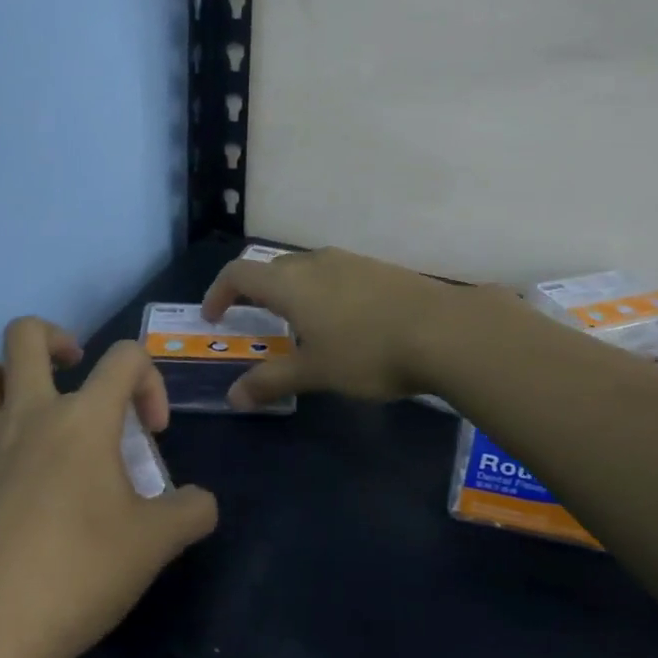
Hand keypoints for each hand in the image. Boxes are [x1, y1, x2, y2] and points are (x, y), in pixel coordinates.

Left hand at [0, 317, 218, 657]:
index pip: (124, 356)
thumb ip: (192, 512)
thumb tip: (202, 503)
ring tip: (34, 414)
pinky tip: (4, 483)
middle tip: (77, 373)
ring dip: (8, 379)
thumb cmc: (78, 574)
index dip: (149, 380)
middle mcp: (26, 414)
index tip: (152, 431)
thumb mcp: (156, 545)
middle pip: (26, 335)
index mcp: (83, 418)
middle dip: (57, 339)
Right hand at [202, 247, 455, 408]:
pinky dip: (322, 291)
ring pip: (306, 268)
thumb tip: (234, 396)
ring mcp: (350, 261)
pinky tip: (342, 320)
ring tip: (298, 324)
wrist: (444, 330)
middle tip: (254, 320)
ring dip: (291, 290)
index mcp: (291, 284)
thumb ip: (272, 380)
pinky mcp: (378, 268)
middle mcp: (316, 263)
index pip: (238, 273)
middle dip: (255, 291)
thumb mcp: (316, 371)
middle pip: (272, 268)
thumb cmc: (368, 352)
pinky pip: (335, 273)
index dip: (219, 292)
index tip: (213, 316)